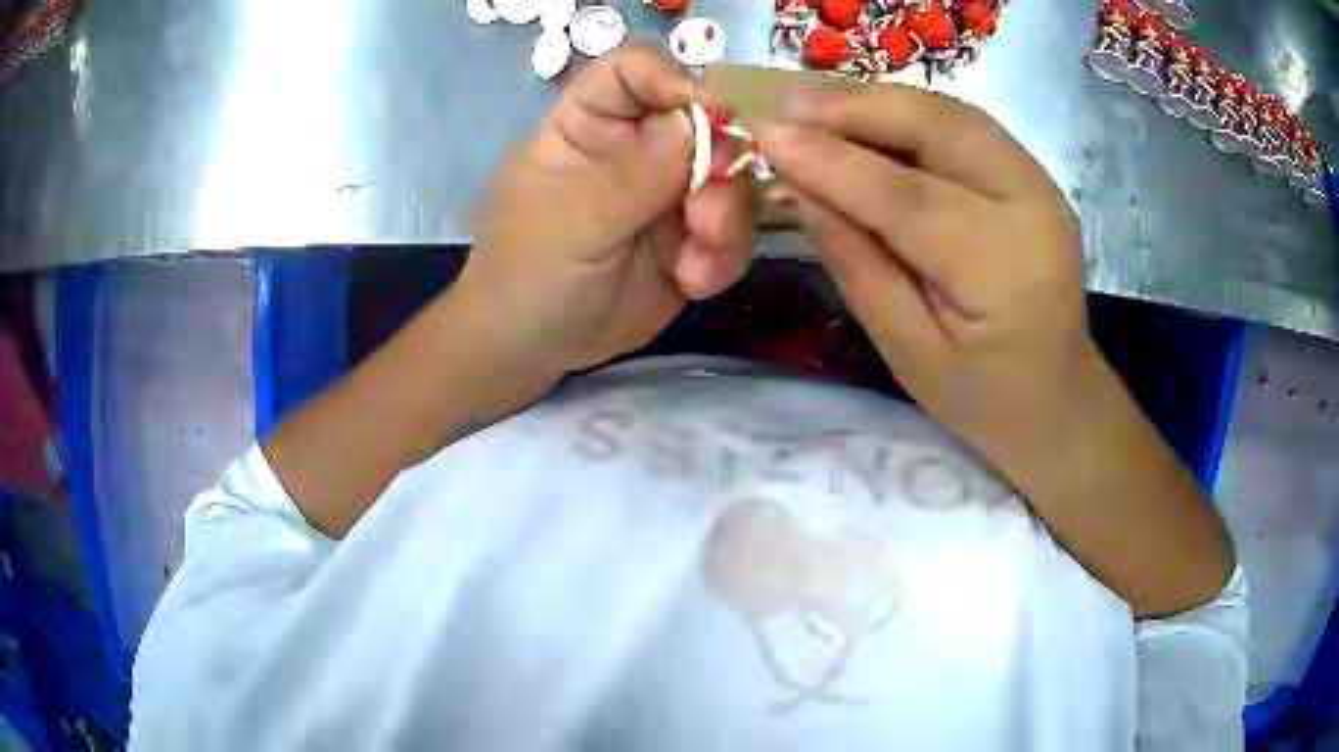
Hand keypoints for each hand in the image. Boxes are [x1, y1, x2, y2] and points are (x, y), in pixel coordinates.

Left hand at [457, 43, 756, 376]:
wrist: (531, 348)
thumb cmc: (528, 273)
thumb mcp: (575, 220)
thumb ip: (637, 173)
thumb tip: (701, 122)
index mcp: (588, 124)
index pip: (632, 70)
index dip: (672, 79)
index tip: (711, 113)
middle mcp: (635, 147)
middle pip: (702, 124)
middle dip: (717, 168)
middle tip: (706, 215)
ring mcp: (667, 192)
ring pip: (729, 180)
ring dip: (725, 221)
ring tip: (695, 267)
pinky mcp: (690, 237)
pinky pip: (732, 231)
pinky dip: (723, 257)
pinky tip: (693, 283)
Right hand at [763, 86, 1091, 471]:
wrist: (1057, 396)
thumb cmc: (982, 395)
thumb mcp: (908, 351)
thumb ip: (856, 264)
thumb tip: (798, 190)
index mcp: (1002, 270)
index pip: (907, 198)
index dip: (833, 162)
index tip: (769, 138)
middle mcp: (1032, 208)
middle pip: (938, 129)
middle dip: (856, 108)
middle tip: (788, 109)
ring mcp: (1039, 183)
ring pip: (951, 113)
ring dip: (880, 100)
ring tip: (816, 107)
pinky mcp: (1033, 174)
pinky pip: (964, 123)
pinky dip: (909, 111)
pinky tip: (867, 117)